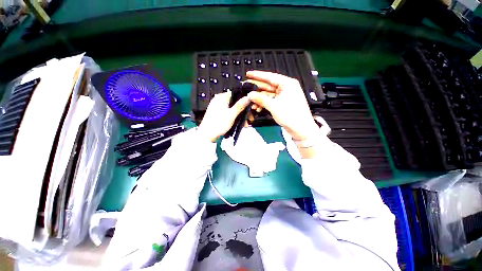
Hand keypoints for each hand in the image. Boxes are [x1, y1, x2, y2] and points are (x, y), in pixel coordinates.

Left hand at [198, 91, 250, 141]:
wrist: (207, 135)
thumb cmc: (219, 123)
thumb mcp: (231, 115)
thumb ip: (240, 105)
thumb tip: (249, 97)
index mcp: (221, 97)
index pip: (235, 94)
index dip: (244, 100)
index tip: (251, 107)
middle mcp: (219, 100)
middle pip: (235, 103)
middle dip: (243, 111)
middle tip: (250, 118)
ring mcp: (218, 107)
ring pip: (232, 109)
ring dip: (240, 116)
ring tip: (246, 124)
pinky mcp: (218, 114)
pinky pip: (229, 113)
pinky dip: (234, 117)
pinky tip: (240, 124)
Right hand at [246, 71, 318, 140]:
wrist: (301, 129)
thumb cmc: (290, 115)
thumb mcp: (273, 106)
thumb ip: (260, 99)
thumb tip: (250, 94)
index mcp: (287, 84)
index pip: (269, 76)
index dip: (257, 75)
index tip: (248, 74)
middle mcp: (286, 88)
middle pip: (268, 86)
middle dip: (257, 89)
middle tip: (246, 88)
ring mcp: (284, 96)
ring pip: (268, 94)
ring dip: (259, 99)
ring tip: (251, 103)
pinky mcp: (283, 103)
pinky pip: (271, 100)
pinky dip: (264, 104)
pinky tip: (257, 108)